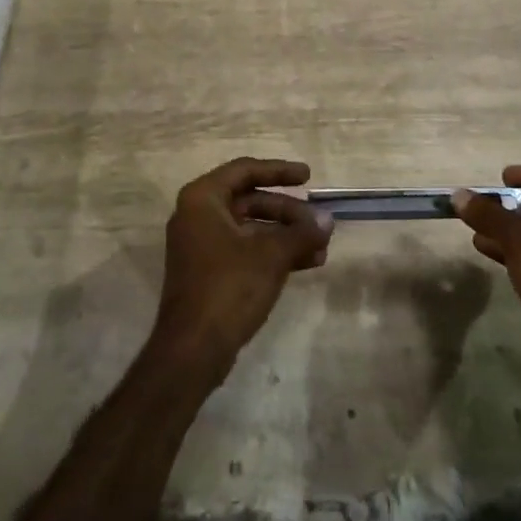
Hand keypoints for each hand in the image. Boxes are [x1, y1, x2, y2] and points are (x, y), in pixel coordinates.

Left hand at [152, 157, 331, 380]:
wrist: (192, 350)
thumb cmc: (229, 287)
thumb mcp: (271, 255)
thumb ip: (301, 232)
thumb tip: (328, 220)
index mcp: (203, 199)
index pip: (245, 170)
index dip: (279, 170)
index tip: (308, 177)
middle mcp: (198, 215)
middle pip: (251, 200)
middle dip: (288, 212)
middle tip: (319, 223)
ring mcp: (202, 245)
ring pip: (251, 228)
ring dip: (286, 235)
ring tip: (321, 247)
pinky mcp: (209, 272)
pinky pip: (246, 250)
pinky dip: (273, 253)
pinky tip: (308, 262)